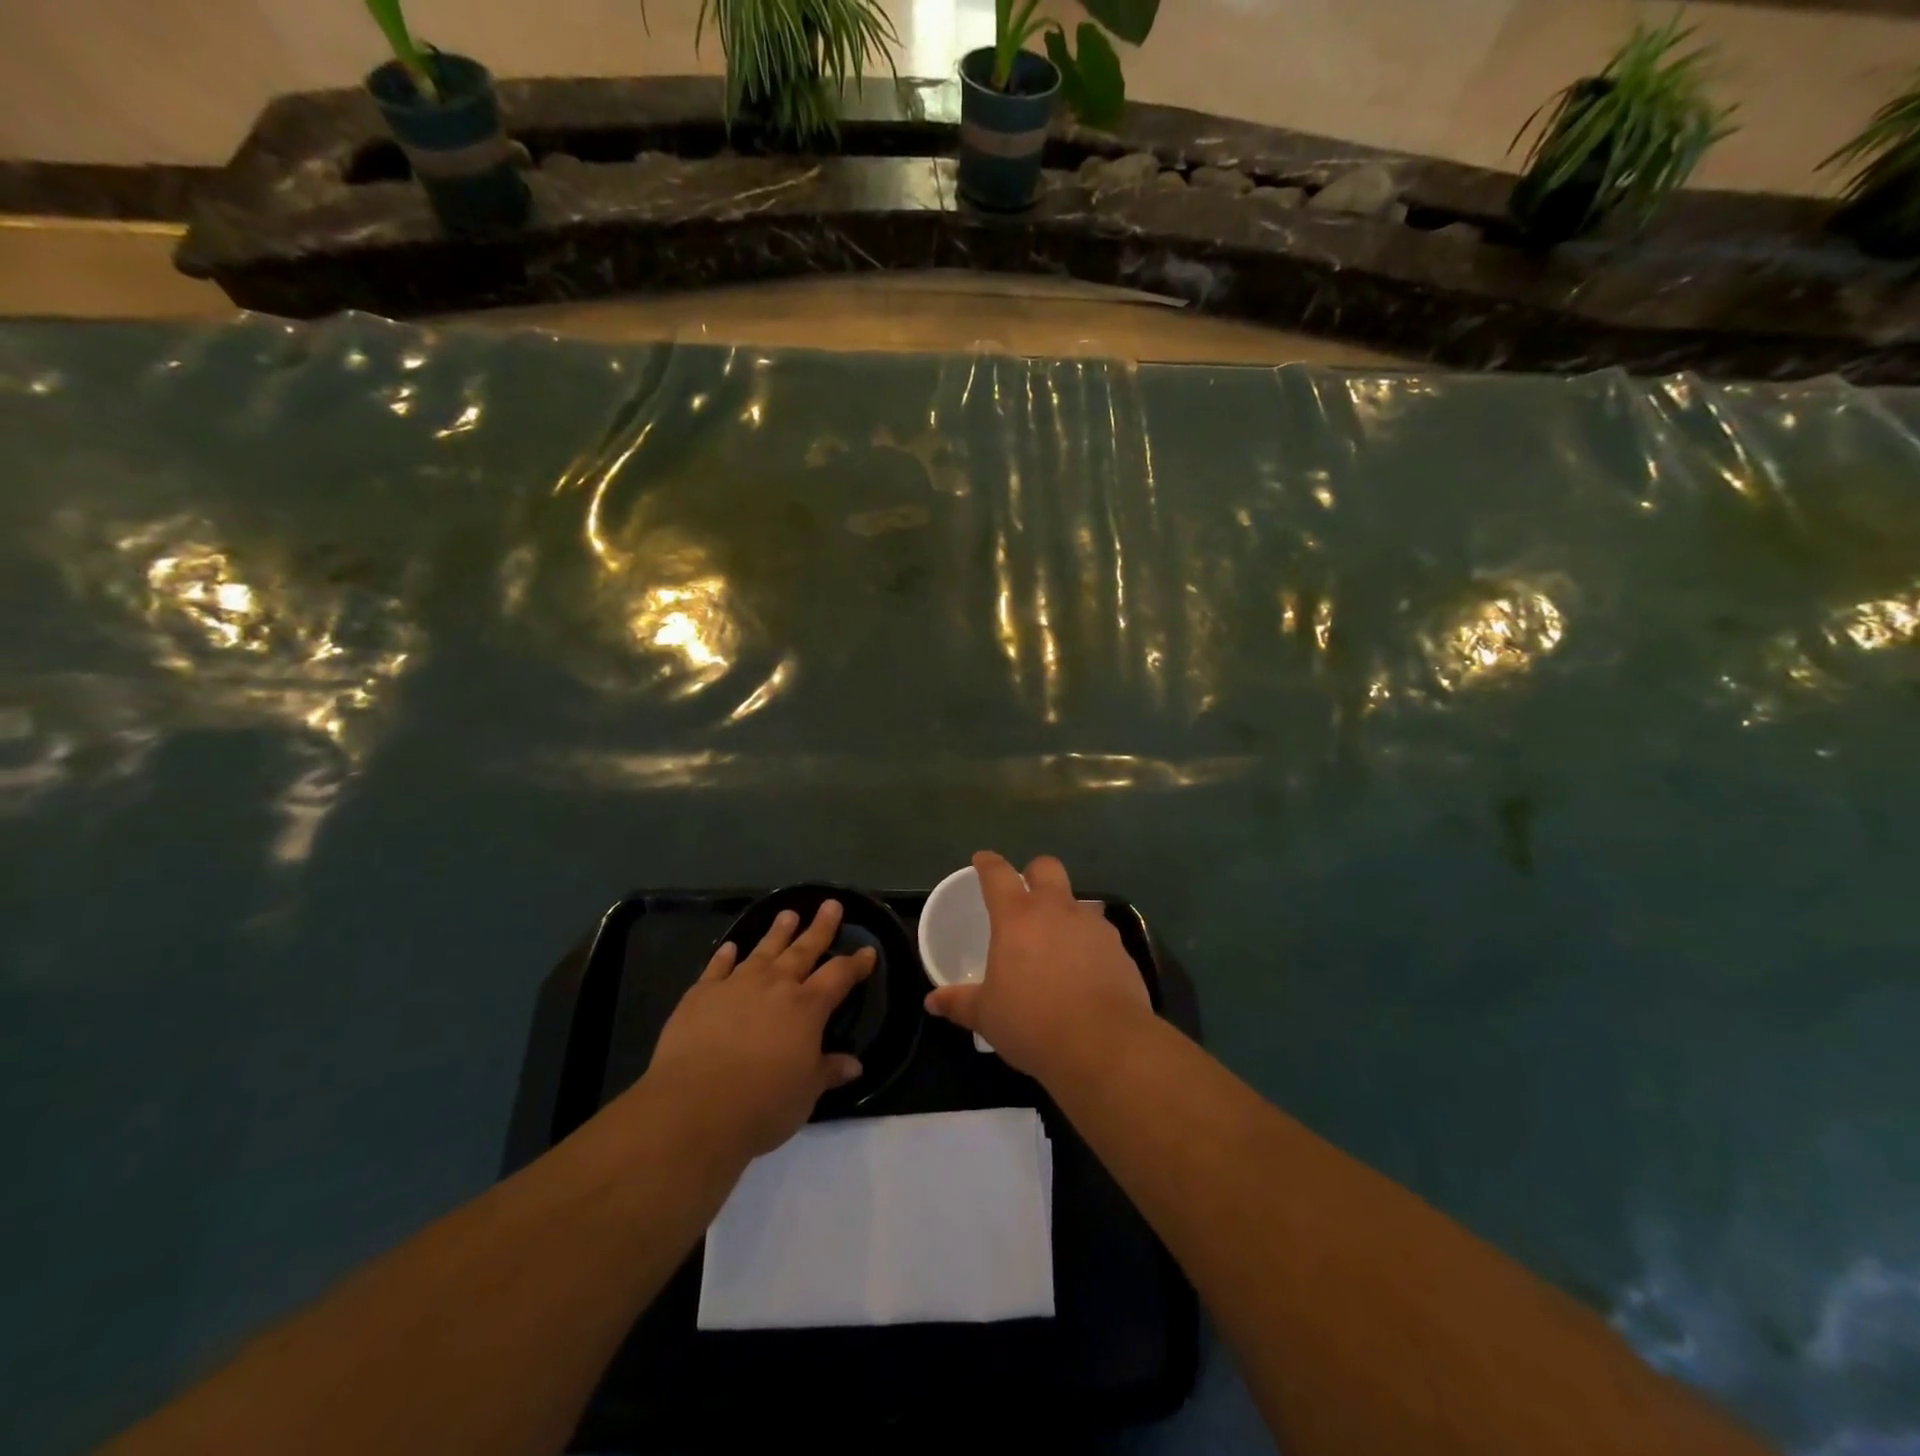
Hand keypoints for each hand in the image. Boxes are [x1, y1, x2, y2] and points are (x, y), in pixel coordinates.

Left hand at [641, 900, 874, 1161]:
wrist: (695, 1106)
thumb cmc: (763, 1102)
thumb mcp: (806, 1092)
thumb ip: (828, 1071)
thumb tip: (854, 1065)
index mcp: (807, 1007)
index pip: (839, 975)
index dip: (856, 963)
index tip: (868, 951)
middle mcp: (775, 985)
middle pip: (804, 949)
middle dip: (820, 927)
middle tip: (831, 904)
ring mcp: (736, 985)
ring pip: (763, 950)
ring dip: (777, 932)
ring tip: (787, 914)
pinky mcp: (701, 994)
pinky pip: (716, 967)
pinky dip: (725, 955)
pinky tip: (730, 946)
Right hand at [923, 851, 1151, 1079]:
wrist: (1105, 1044)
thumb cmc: (1033, 1023)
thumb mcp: (987, 1016)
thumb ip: (960, 1003)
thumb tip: (933, 1002)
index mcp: (1017, 917)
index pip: (998, 874)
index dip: (988, 863)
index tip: (982, 860)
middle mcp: (1056, 910)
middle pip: (1046, 867)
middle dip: (1034, 872)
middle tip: (1025, 892)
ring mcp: (1092, 926)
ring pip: (1078, 901)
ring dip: (1066, 911)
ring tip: (1058, 940)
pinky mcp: (1119, 949)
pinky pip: (1100, 933)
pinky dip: (1089, 942)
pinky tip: (1085, 969)